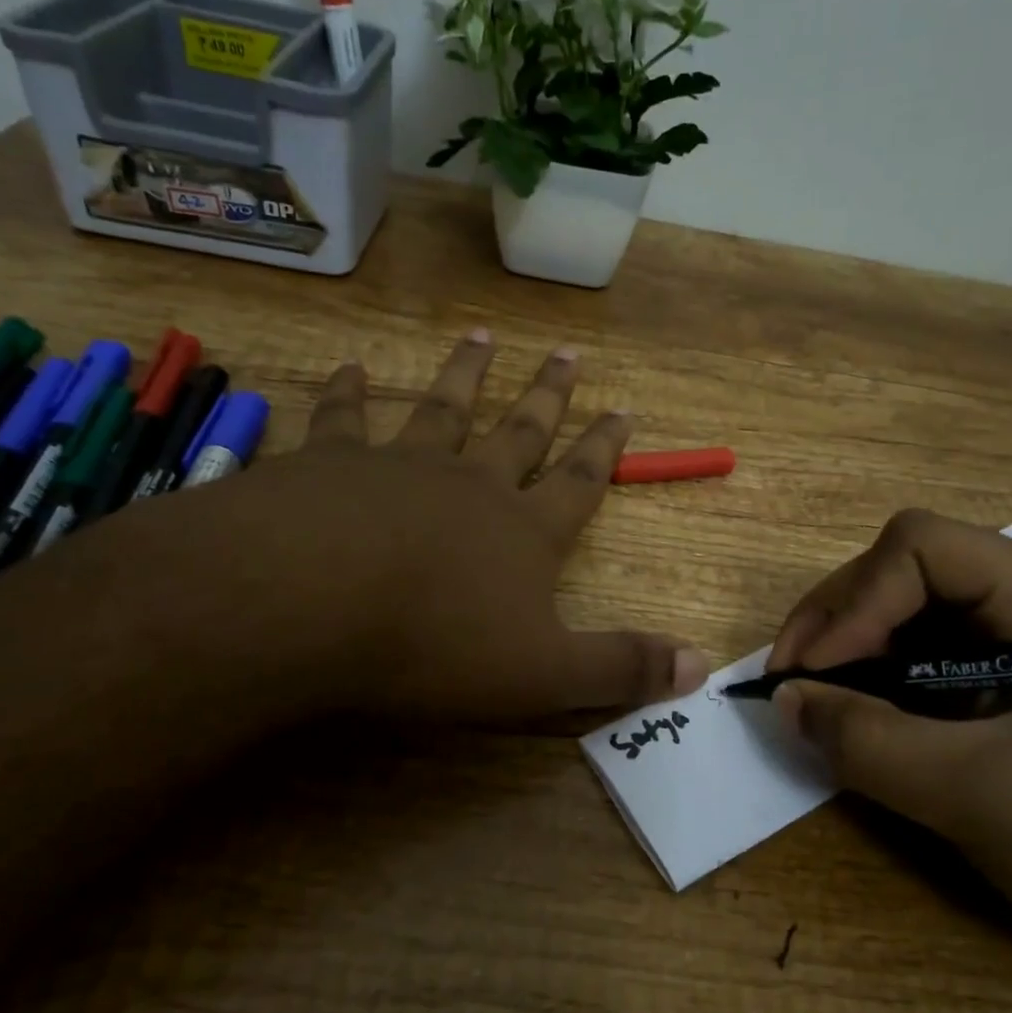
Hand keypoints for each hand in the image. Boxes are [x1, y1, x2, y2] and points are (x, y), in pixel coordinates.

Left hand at [131, 332, 708, 726]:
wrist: (310, 601)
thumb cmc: (433, 644)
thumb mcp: (543, 675)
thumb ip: (619, 668)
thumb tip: (700, 667)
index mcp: (522, 532)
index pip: (579, 483)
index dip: (604, 448)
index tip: (623, 407)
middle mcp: (469, 484)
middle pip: (520, 431)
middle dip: (548, 396)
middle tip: (568, 352)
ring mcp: (399, 466)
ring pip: (443, 409)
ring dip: (465, 375)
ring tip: (482, 338)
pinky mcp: (329, 464)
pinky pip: (344, 419)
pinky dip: (348, 392)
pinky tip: (350, 367)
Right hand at [769, 510, 1011, 1012]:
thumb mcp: (982, 797)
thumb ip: (870, 743)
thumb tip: (784, 701)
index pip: (921, 548)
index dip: (853, 600)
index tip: (810, 673)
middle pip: (908, 572)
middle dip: (840, 620)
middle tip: (792, 682)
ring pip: (914, 619)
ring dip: (854, 652)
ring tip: (815, 701)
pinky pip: (933, 667)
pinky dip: (884, 687)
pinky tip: (865, 723)